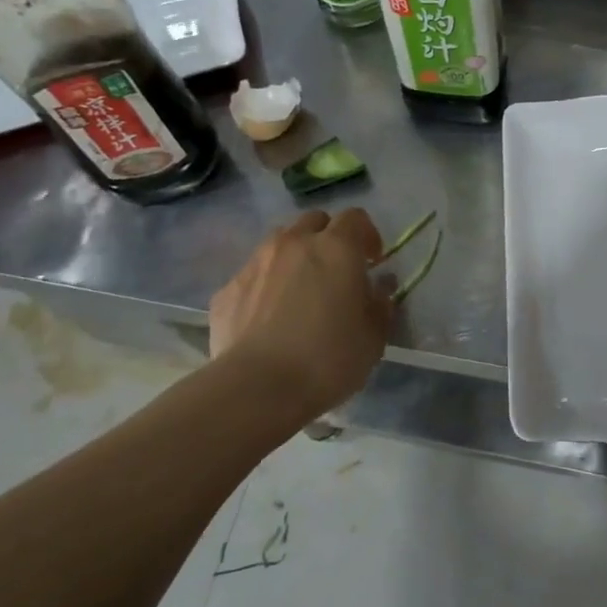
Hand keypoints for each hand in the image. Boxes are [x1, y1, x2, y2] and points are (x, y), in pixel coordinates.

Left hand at [208, 210, 393, 418]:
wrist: (258, 388)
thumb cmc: (328, 359)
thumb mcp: (374, 337)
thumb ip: (380, 305)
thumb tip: (378, 289)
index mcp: (336, 248)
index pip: (355, 218)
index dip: (367, 235)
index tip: (373, 262)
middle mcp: (294, 243)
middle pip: (314, 222)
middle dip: (327, 238)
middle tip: (336, 271)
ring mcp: (256, 263)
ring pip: (279, 243)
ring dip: (294, 257)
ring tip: (299, 291)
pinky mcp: (227, 289)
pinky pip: (253, 275)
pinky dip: (265, 286)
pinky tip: (268, 318)